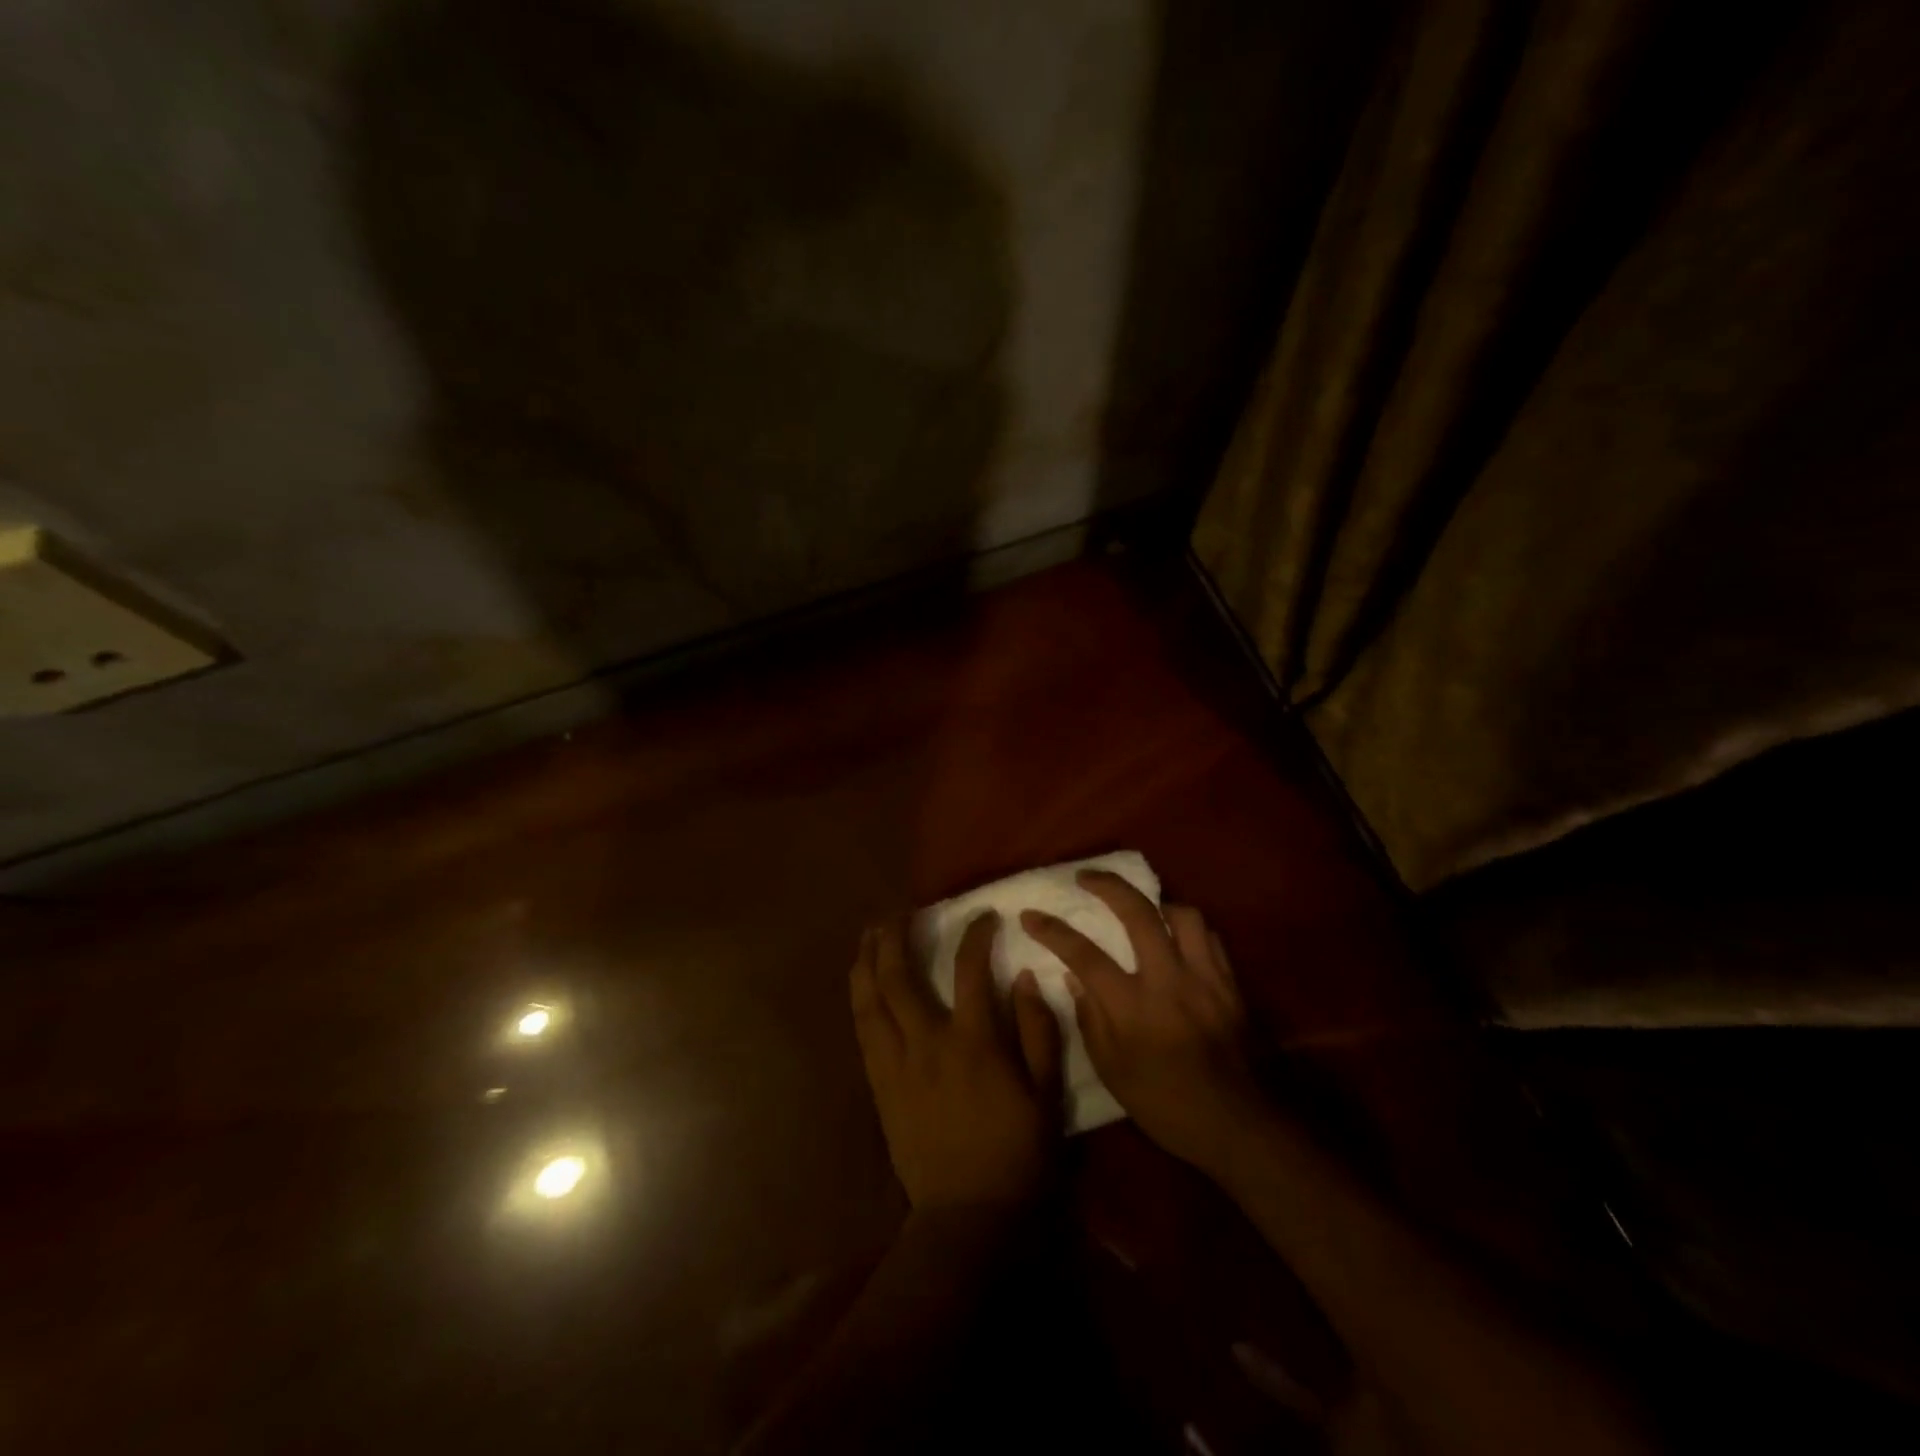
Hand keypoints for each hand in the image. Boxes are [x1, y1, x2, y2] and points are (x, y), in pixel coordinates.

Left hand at [850, 913, 1063, 1210]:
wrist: (967, 1216)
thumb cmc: (1017, 1155)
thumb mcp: (1046, 1095)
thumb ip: (1039, 1032)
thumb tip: (1025, 978)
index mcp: (973, 1043)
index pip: (970, 970)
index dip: (975, 935)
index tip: (983, 915)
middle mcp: (927, 1044)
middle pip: (899, 977)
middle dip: (895, 936)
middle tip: (898, 912)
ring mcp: (897, 1065)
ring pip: (871, 1000)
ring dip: (867, 961)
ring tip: (869, 934)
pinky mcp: (880, 1086)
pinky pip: (863, 1031)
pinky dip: (860, 999)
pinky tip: (861, 983)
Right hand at [1021, 872, 1266, 1177]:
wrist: (1236, 1126)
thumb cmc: (1165, 1104)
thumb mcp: (1112, 1071)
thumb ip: (1089, 1018)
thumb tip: (1073, 975)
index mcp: (1133, 1007)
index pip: (1083, 955)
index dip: (1052, 930)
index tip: (1030, 915)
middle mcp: (1169, 981)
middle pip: (1138, 912)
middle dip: (1108, 885)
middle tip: (1086, 876)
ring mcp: (1205, 978)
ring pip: (1182, 914)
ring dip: (1157, 903)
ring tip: (1141, 907)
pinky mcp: (1230, 984)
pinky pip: (1209, 937)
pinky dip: (1188, 928)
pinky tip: (1177, 936)